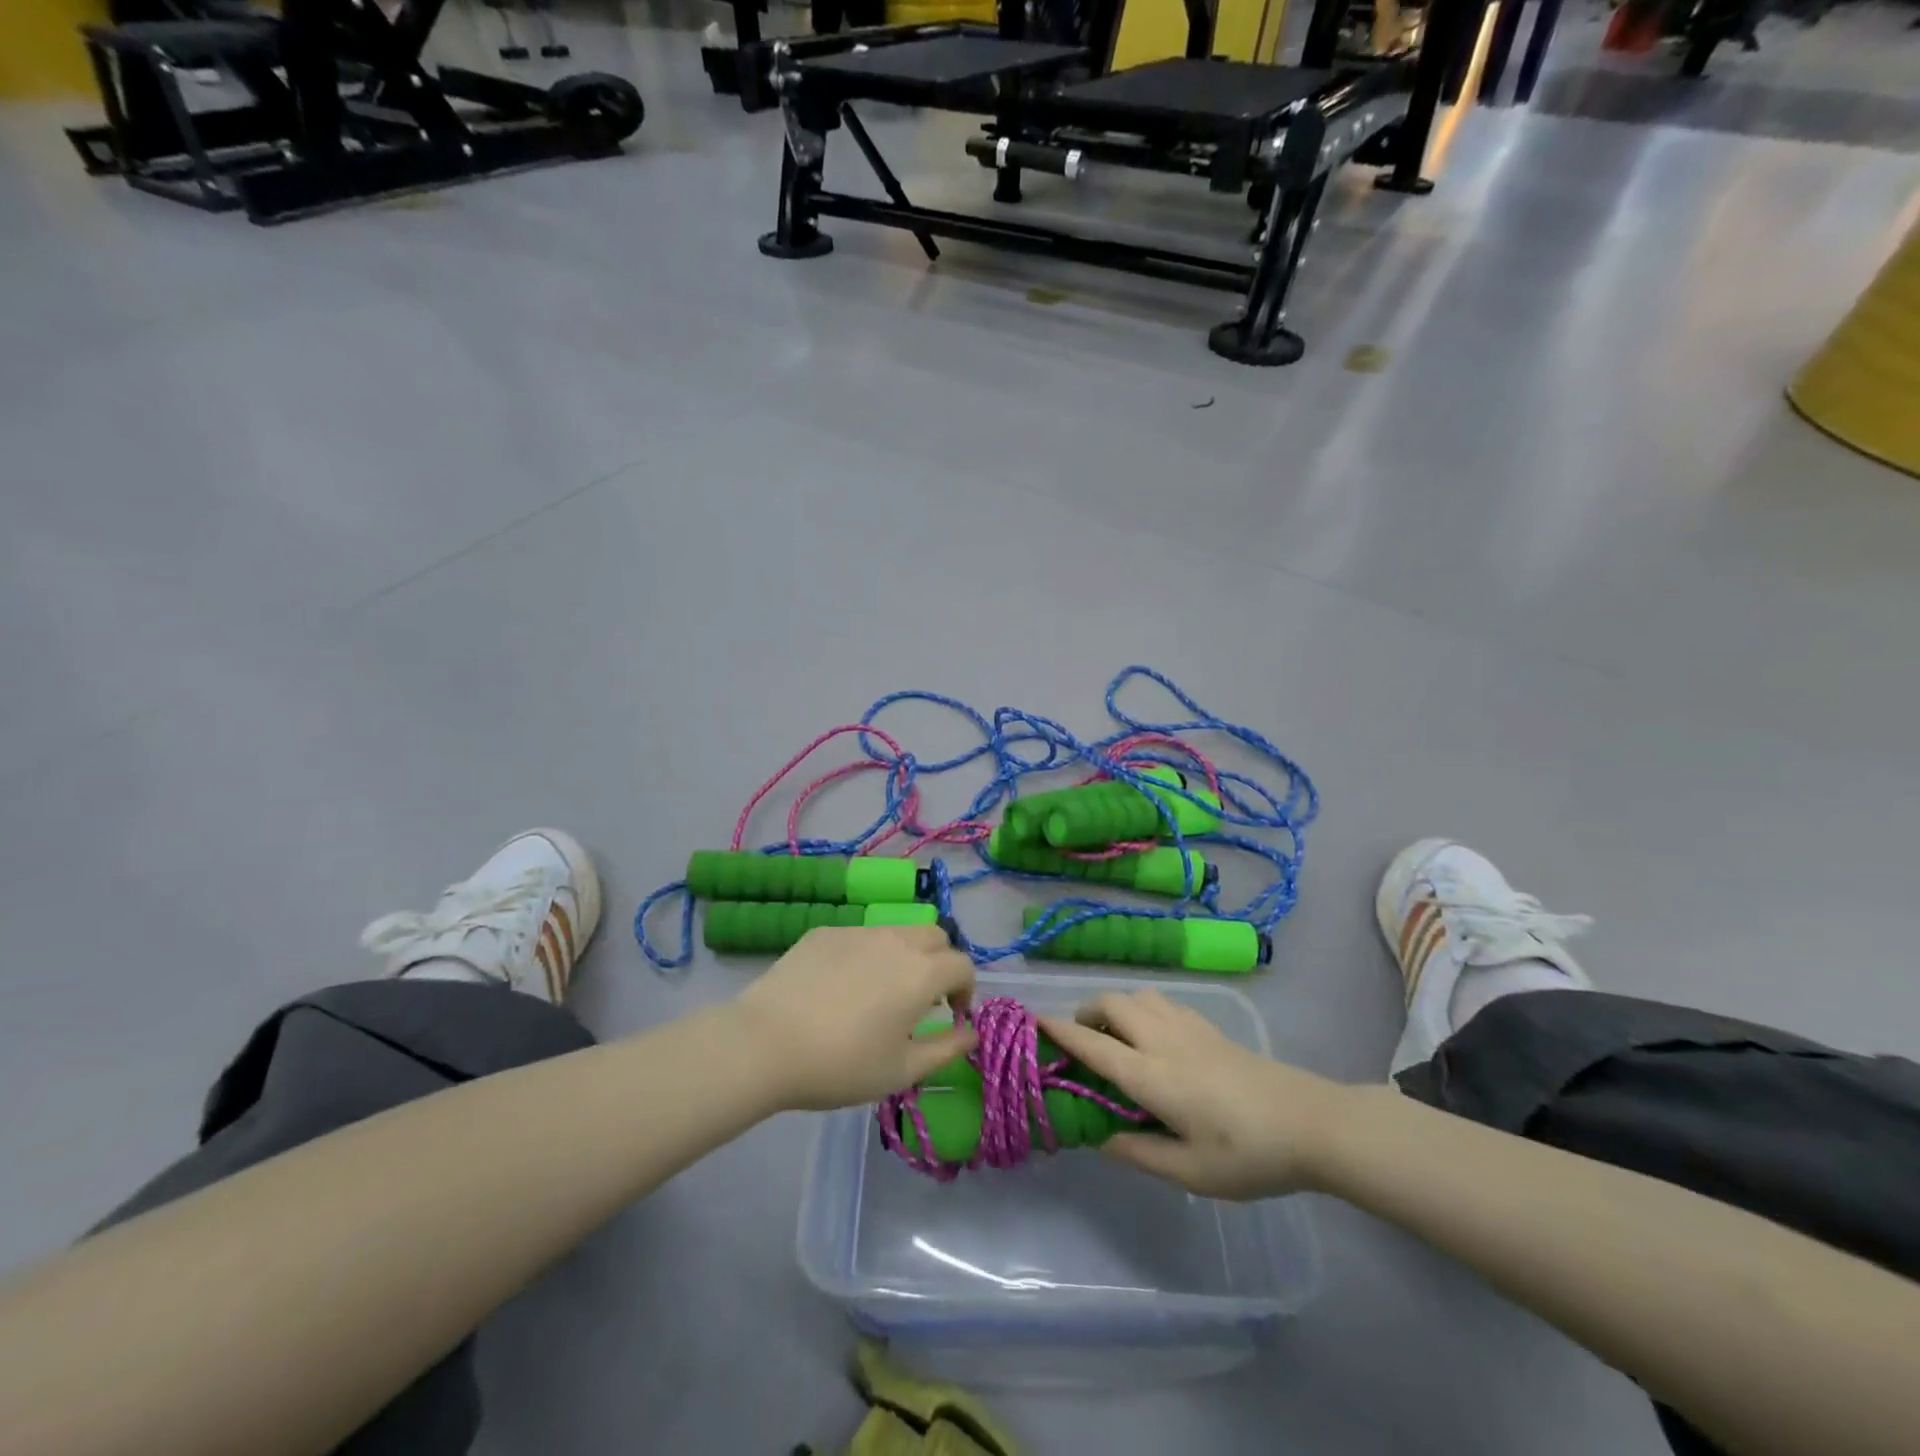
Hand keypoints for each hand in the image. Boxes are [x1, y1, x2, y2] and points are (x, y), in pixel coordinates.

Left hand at [731, 925, 977, 1111]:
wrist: (766, 1043)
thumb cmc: (841, 1065)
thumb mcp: (901, 1070)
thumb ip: (946, 1049)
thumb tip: (971, 1033)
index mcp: (921, 973)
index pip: (963, 964)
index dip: (965, 989)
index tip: (950, 1014)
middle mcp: (896, 940)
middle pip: (934, 936)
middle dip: (940, 962)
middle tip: (921, 998)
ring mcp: (858, 931)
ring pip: (896, 932)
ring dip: (904, 955)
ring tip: (880, 992)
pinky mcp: (824, 932)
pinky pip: (859, 936)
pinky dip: (866, 955)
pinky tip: (839, 988)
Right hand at [1039, 989, 1349, 1199]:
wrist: (1311, 1123)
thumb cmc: (1249, 1154)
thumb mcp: (1190, 1171)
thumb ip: (1139, 1152)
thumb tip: (1099, 1137)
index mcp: (1151, 1075)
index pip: (1093, 1045)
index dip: (1060, 1031)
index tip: (1033, 1021)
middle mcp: (1162, 1039)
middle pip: (1111, 1004)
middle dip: (1086, 1013)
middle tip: (1081, 1043)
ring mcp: (1188, 1027)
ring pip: (1137, 995)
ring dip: (1115, 1008)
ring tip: (1116, 1039)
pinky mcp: (1209, 1026)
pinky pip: (1161, 1001)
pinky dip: (1142, 1009)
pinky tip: (1154, 1039)